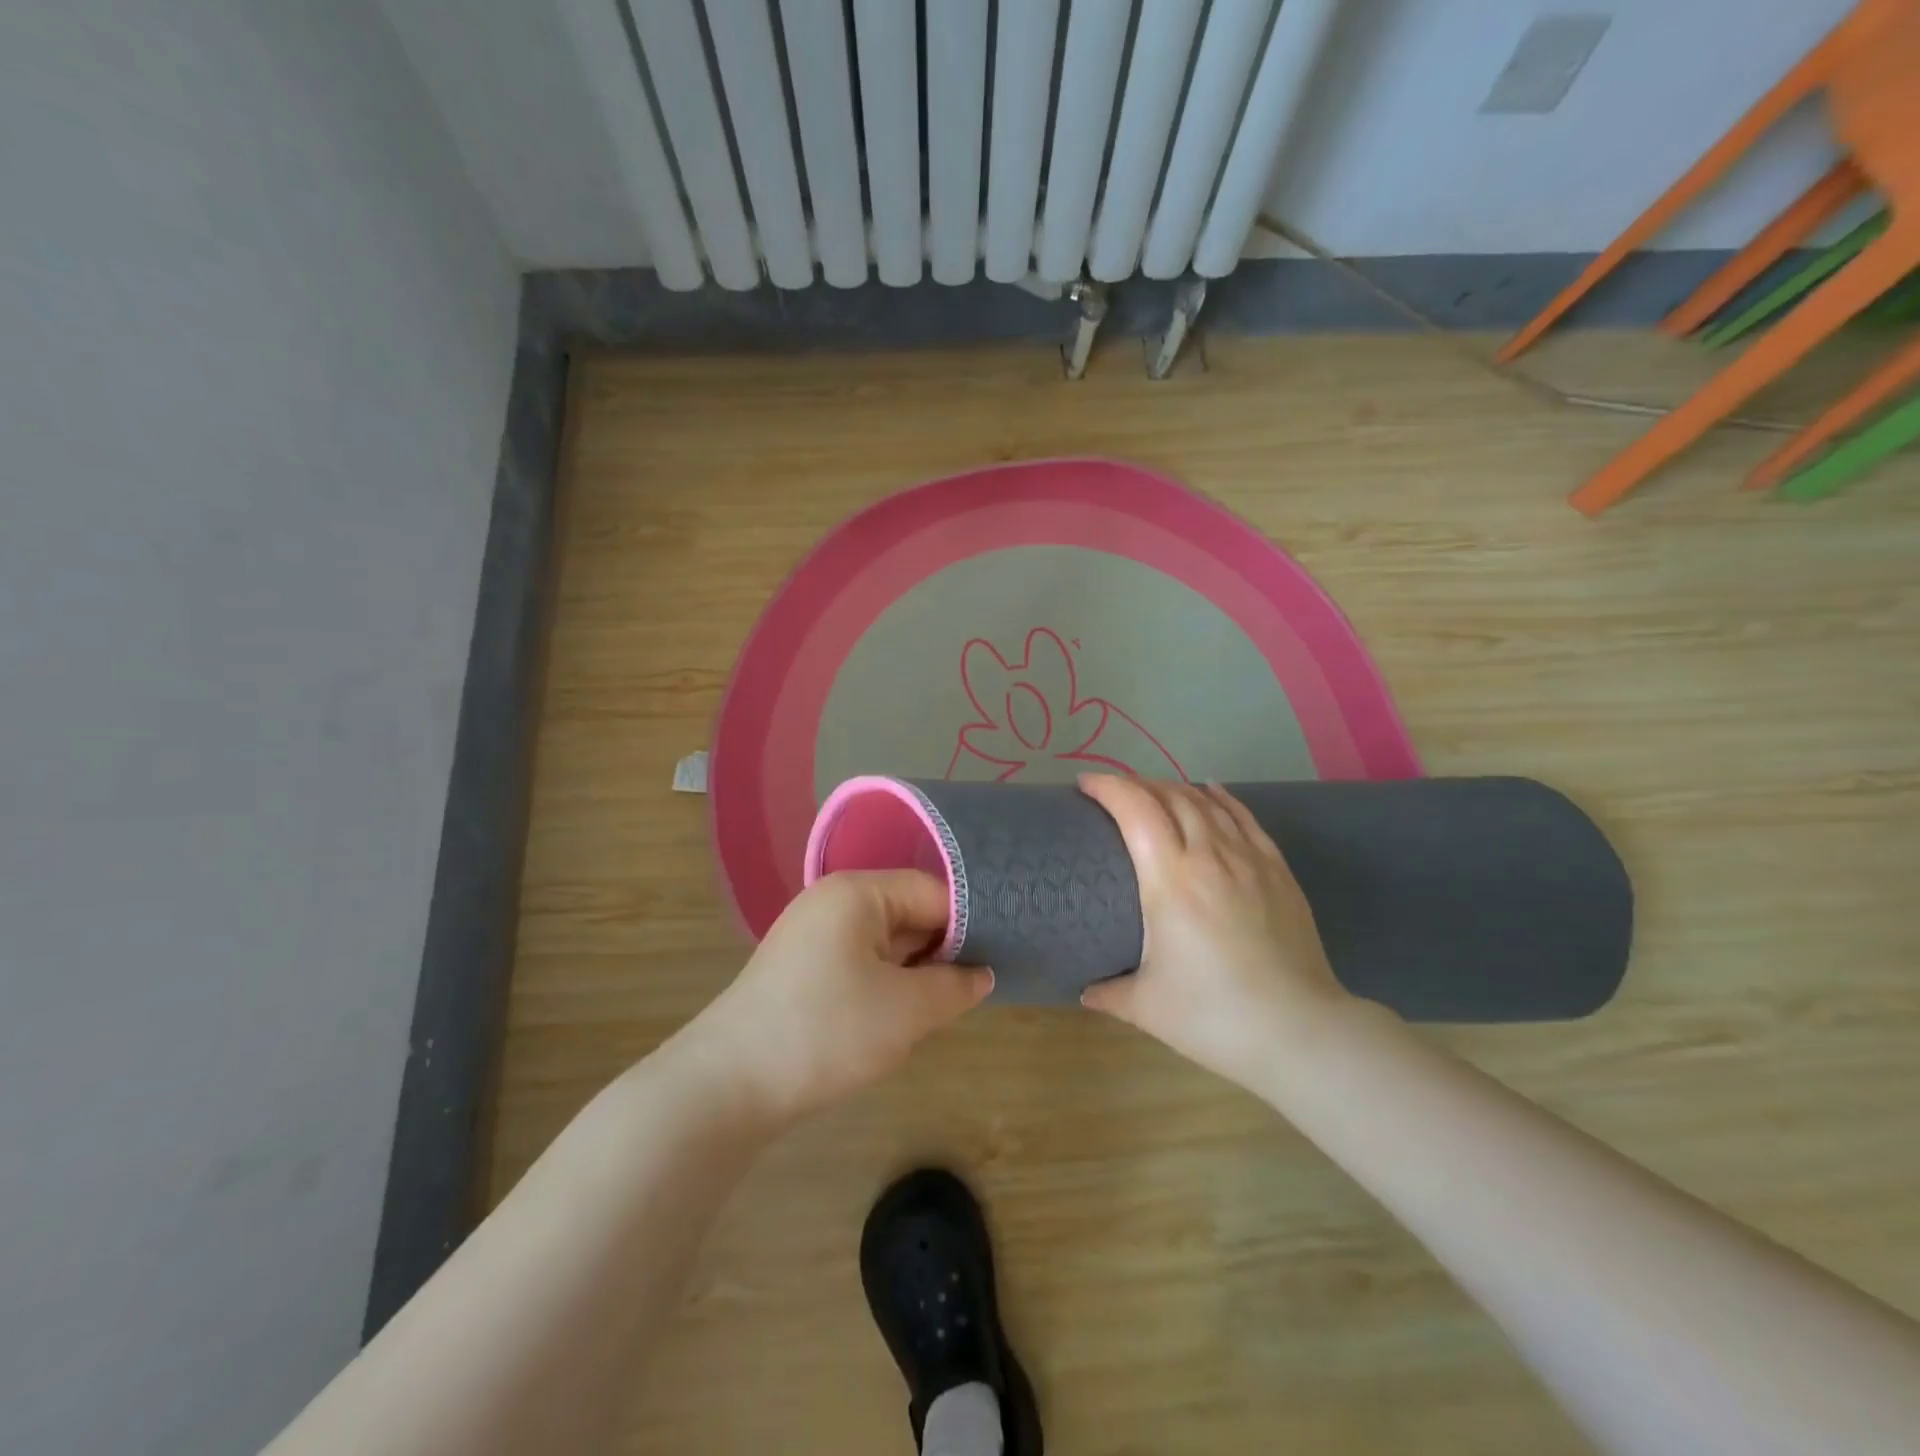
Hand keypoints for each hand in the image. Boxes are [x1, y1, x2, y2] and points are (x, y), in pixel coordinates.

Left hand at [693, 871, 991, 1122]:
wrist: (727, 1086)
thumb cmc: (826, 1031)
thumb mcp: (906, 1010)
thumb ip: (955, 986)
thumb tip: (983, 974)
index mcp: (857, 891)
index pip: (931, 891)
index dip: (968, 923)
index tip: (999, 957)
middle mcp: (832, 902)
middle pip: (907, 913)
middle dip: (941, 951)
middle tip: (975, 988)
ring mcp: (812, 935)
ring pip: (884, 942)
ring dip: (914, 972)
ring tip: (942, 1006)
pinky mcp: (800, 970)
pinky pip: (859, 963)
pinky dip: (885, 984)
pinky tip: (899, 1017)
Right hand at [1077, 775, 1348, 1089]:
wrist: (1301, 1032)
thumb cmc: (1215, 1017)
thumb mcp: (1147, 1007)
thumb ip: (1108, 992)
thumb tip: (1085, 988)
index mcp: (1171, 881)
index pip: (1136, 810)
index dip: (1108, 787)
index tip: (1085, 784)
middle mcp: (1210, 856)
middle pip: (1170, 797)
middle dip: (1136, 784)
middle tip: (1114, 793)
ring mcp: (1249, 859)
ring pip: (1207, 802)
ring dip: (1174, 789)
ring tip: (1153, 793)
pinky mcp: (1278, 870)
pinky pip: (1244, 818)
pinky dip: (1220, 798)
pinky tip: (1210, 792)